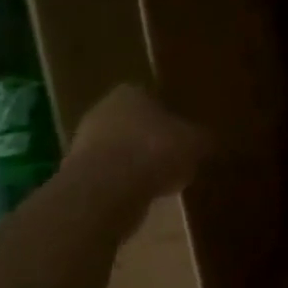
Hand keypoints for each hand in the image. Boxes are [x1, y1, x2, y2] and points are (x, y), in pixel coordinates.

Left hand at [71, 85, 205, 200]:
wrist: (107, 191)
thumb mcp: (196, 142)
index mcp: (130, 92)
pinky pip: (110, 175)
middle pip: (133, 123)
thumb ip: (202, 138)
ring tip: (163, 179)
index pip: (153, 96)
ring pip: (120, 150)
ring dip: (137, 162)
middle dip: (151, 138)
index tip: (185, 131)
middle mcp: (102, 111)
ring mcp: (84, 143)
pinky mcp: (77, 175)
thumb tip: (210, 140)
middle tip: (176, 155)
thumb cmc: (156, 150)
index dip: (171, 114)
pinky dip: (125, 183)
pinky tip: (144, 195)